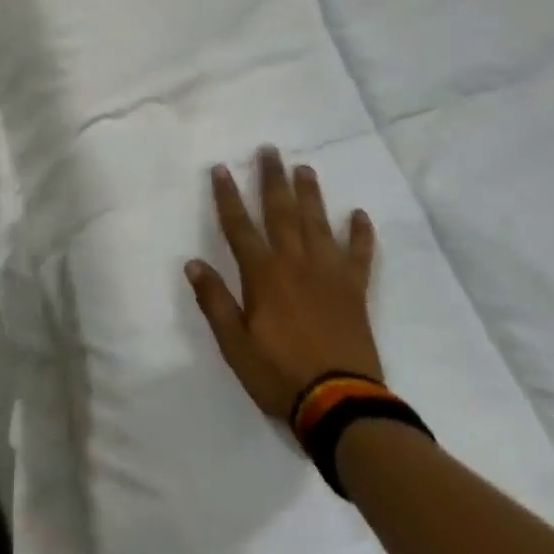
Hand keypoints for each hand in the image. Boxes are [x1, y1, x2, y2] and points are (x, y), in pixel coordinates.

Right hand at [186, 146, 384, 421]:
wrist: (340, 404)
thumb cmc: (279, 374)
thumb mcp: (234, 344)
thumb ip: (215, 301)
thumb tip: (193, 263)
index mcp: (263, 275)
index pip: (239, 226)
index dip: (227, 196)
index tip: (221, 169)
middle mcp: (295, 263)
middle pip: (281, 212)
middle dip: (272, 179)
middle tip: (270, 150)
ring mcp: (329, 274)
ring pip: (318, 223)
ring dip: (310, 194)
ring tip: (305, 168)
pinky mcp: (355, 290)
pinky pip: (360, 255)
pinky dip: (360, 234)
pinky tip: (359, 215)